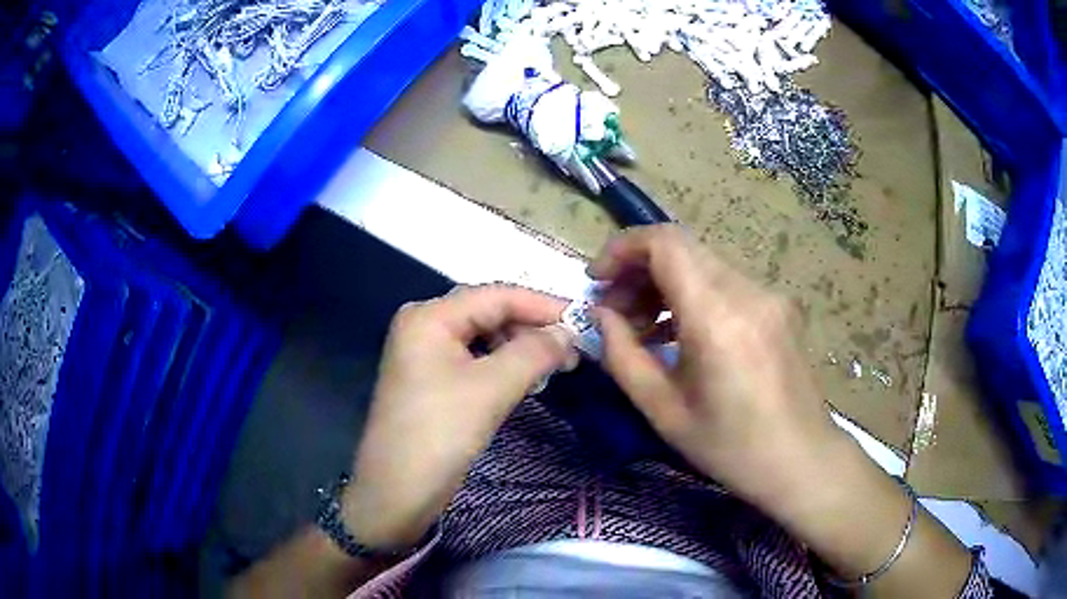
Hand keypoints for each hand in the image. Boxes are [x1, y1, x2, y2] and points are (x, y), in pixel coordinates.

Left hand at [341, 285, 575, 549]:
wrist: (397, 493)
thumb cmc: (439, 435)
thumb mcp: (491, 389)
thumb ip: (534, 352)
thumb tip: (569, 333)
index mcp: (430, 316)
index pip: (496, 295)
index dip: (543, 305)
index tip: (585, 320)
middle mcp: (425, 325)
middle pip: (489, 312)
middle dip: (532, 327)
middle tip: (574, 349)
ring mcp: (426, 353)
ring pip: (485, 337)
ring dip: (521, 347)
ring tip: (557, 365)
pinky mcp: (432, 380)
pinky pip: (476, 359)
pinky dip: (504, 365)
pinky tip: (528, 378)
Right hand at [590, 225, 848, 511]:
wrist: (801, 460)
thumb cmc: (730, 447)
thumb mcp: (663, 410)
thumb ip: (622, 355)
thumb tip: (601, 315)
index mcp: (717, 317)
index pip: (665, 242)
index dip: (622, 248)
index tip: (597, 280)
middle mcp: (747, 291)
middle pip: (682, 249)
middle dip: (638, 270)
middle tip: (615, 312)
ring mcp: (769, 295)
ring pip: (703, 265)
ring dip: (665, 284)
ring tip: (644, 327)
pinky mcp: (780, 306)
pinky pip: (726, 284)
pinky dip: (694, 296)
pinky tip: (681, 333)